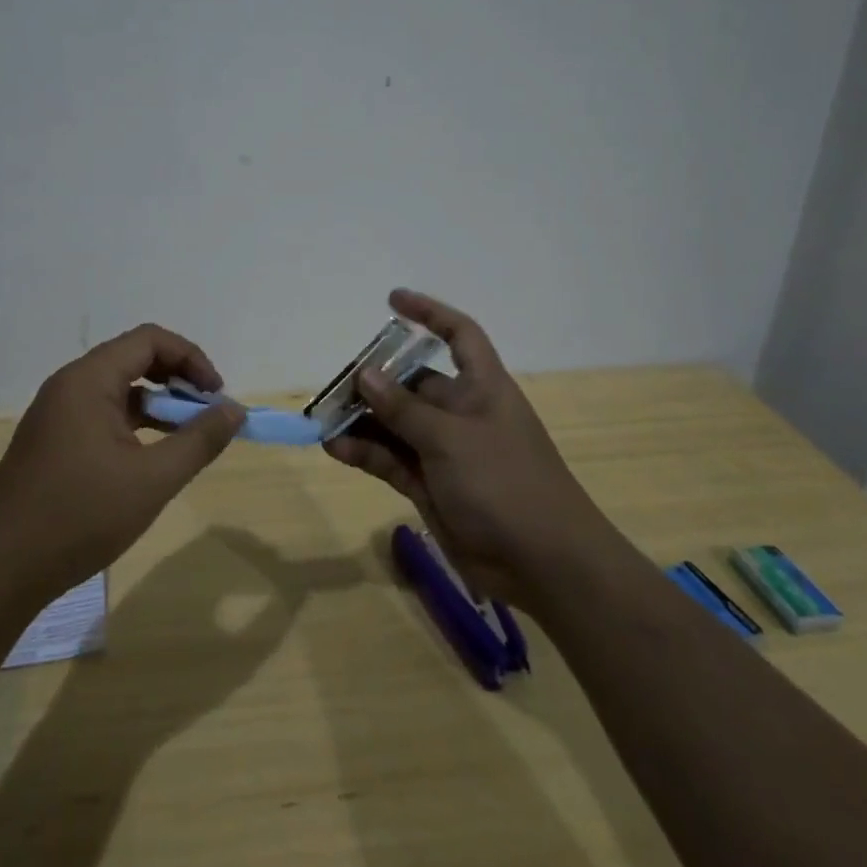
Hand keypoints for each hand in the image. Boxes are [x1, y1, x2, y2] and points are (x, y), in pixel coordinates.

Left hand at [0, 323, 244, 601]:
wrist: (0, 570)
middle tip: (206, 413)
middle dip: (176, 378)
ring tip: (186, 436)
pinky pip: (101, 413)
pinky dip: (133, 423)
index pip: (149, 340)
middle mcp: (69, 385)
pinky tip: (150, 456)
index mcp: (88, 380)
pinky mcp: (51, 440)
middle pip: (133, 358)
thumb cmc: (79, 517)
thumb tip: (234, 410)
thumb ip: (199, 440)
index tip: (216, 395)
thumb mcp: (152, 480)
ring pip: (118, 388)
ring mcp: (56, 413)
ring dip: (156, 403)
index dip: (190, 358)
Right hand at [324, 289, 602, 604]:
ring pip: (396, 424)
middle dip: (375, 380)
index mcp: (481, 387)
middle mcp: (462, 413)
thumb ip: (404, 408)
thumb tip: (365, 374)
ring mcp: (445, 451)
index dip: (429, 313)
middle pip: (413, 383)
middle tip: (335, 385)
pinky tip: (335, 448)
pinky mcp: (431, 486)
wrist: (543, 566)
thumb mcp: (451, 438)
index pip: (459, 334)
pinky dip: (365, 452)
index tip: (392, 301)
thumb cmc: (505, 483)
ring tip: (323, 418)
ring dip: (363, 420)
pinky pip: (391, 459)